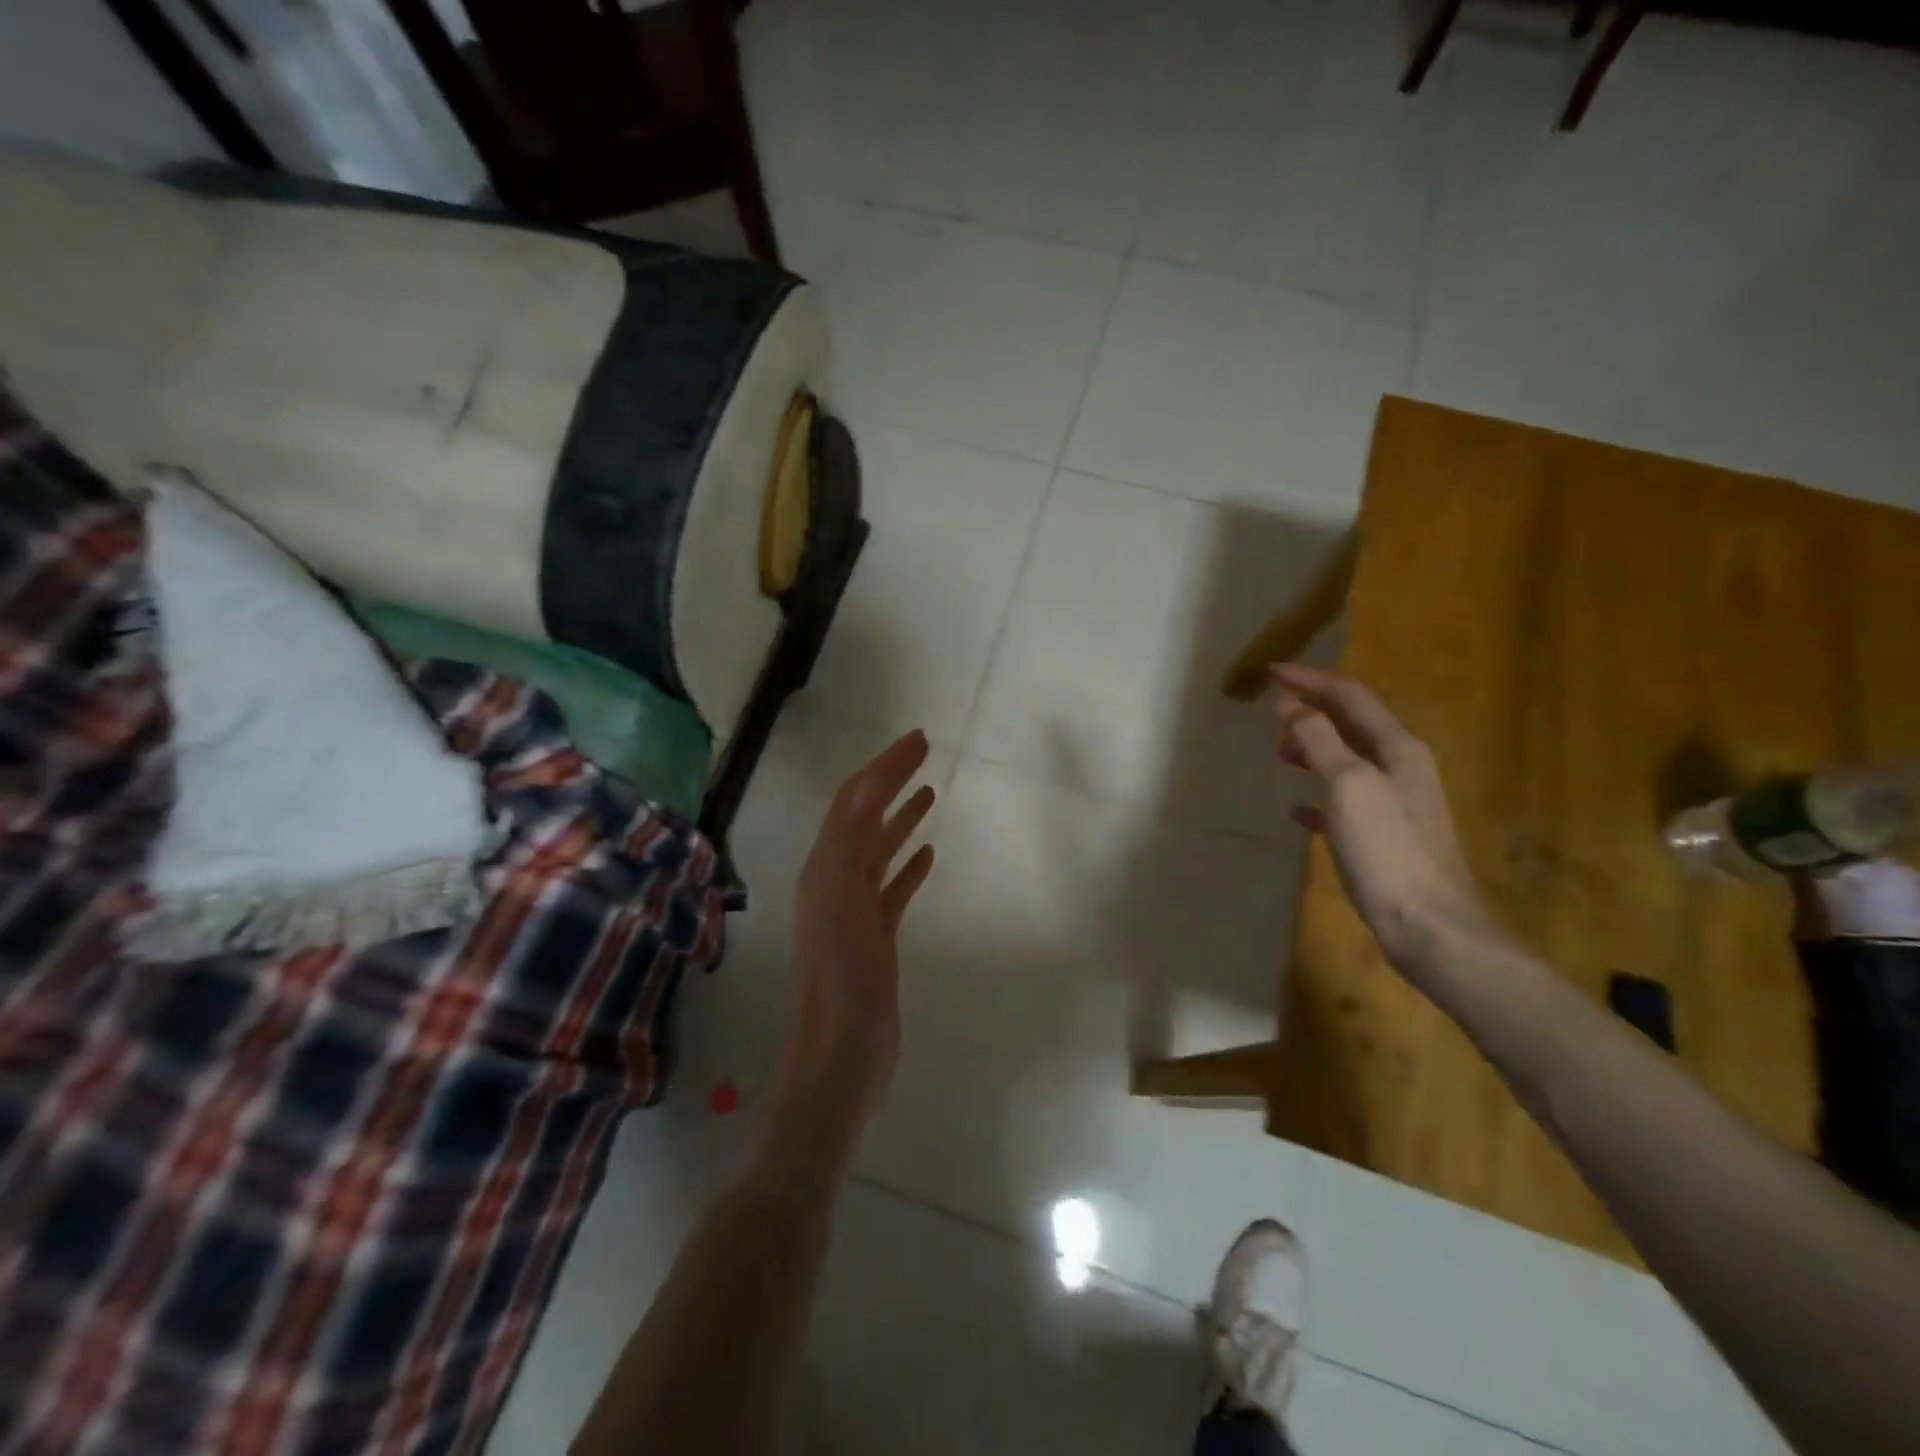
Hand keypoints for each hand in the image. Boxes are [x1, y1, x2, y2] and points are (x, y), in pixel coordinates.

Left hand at [771, 730, 936, 1156]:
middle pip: (864, 817)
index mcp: (825, 869)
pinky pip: (892, 887)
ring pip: (878, 850)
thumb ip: (852, 849)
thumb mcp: (844, 909)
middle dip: (891, 780)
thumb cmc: (845, 985)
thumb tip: (865, 792)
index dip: (882, 766)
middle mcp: (834, 881)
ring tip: (930, 792)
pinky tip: (928, 852)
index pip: (853, 802)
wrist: (842, 1058)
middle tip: (925, 751)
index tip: (917, 739)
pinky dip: (907, 864)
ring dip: (900, 817)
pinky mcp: (873, 937)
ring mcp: (854, 910)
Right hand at [1273, 664, 1494, 974]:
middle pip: (1353, 725)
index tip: (1273, 673)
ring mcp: (1397, 803)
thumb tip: (1292, 705)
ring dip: (1315, 751)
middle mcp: (1403, 767)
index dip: (1312, 680)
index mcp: (1398, 747)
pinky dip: (1320, 796)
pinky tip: (1299, 811)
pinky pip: (1347, 801)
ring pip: (1349, 761)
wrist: (1429, 924)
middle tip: (1273, 720)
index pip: (1351, 696)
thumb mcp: (1348, 784)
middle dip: (1313, 714)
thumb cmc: (1386, 848)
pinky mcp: (1386, 836)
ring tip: (1282, 758)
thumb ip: (1319, 739)